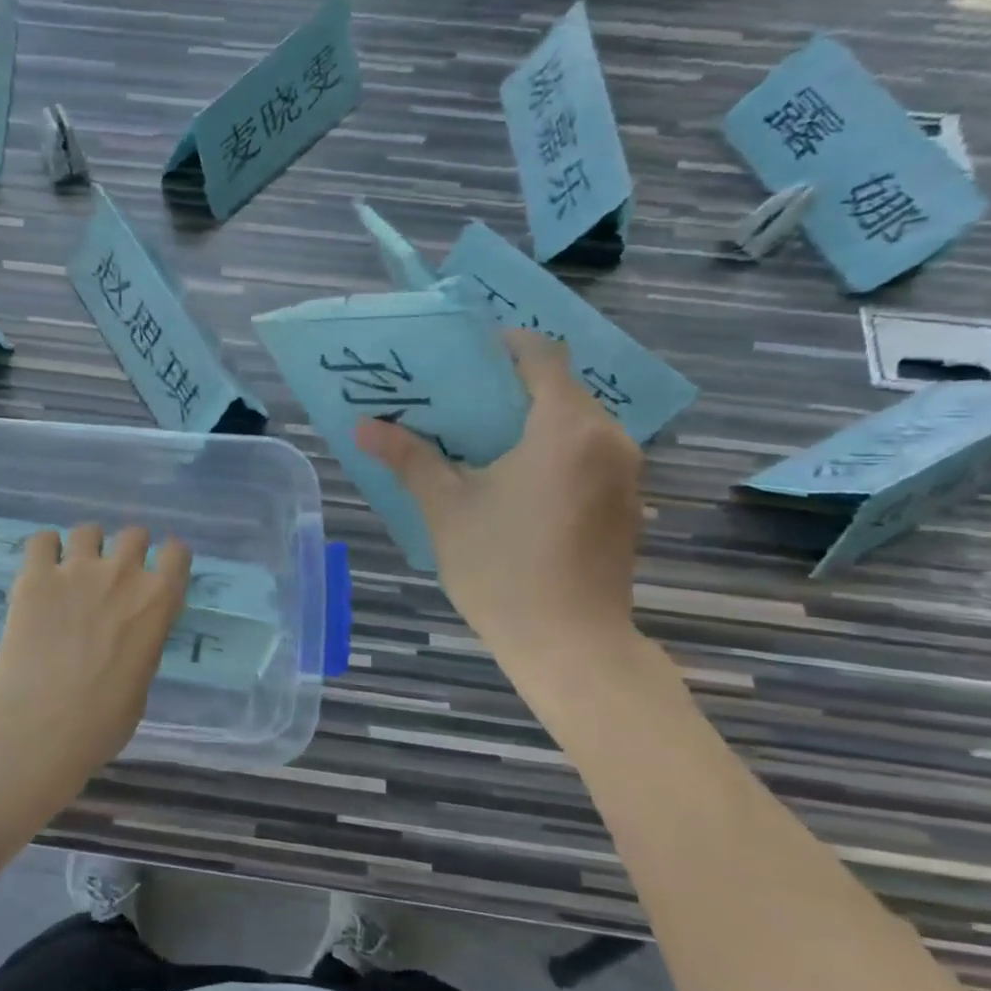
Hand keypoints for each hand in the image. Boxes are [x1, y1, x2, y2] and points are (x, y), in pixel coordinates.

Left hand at [0, 522, 191, 785]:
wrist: (44, 724)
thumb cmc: (104, 720)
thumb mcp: (141, 680)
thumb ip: (141, 645)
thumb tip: (127, 639)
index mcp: (158, 601)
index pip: (176, 553)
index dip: (169, 558)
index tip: (160, 568)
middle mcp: (123, 573)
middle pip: (134, 534)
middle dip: (128, 548)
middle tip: (114, 573)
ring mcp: (77, 569)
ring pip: (88, 530)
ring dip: (86, 546)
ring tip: (74, 567)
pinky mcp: (36, 576)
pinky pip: (42, 540)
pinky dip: (46, 549)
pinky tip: (43, 567)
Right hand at [355, 329, 643, 667]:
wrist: (570, 644)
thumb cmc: (502, 567)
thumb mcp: (446, 508)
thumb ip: (409, 458)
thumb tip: (363, 427)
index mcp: (566, 427)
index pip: (542, 356)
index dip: (504, 346)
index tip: (463, 357)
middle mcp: (609, 438)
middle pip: (560, 388)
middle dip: (510, 387)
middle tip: (457, 402)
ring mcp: (625, 473)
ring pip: (576, 423)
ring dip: (532, 421)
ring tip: (481, 440)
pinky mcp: (627, 503)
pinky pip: (588, 454)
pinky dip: (553, 450)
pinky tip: (515, 481)